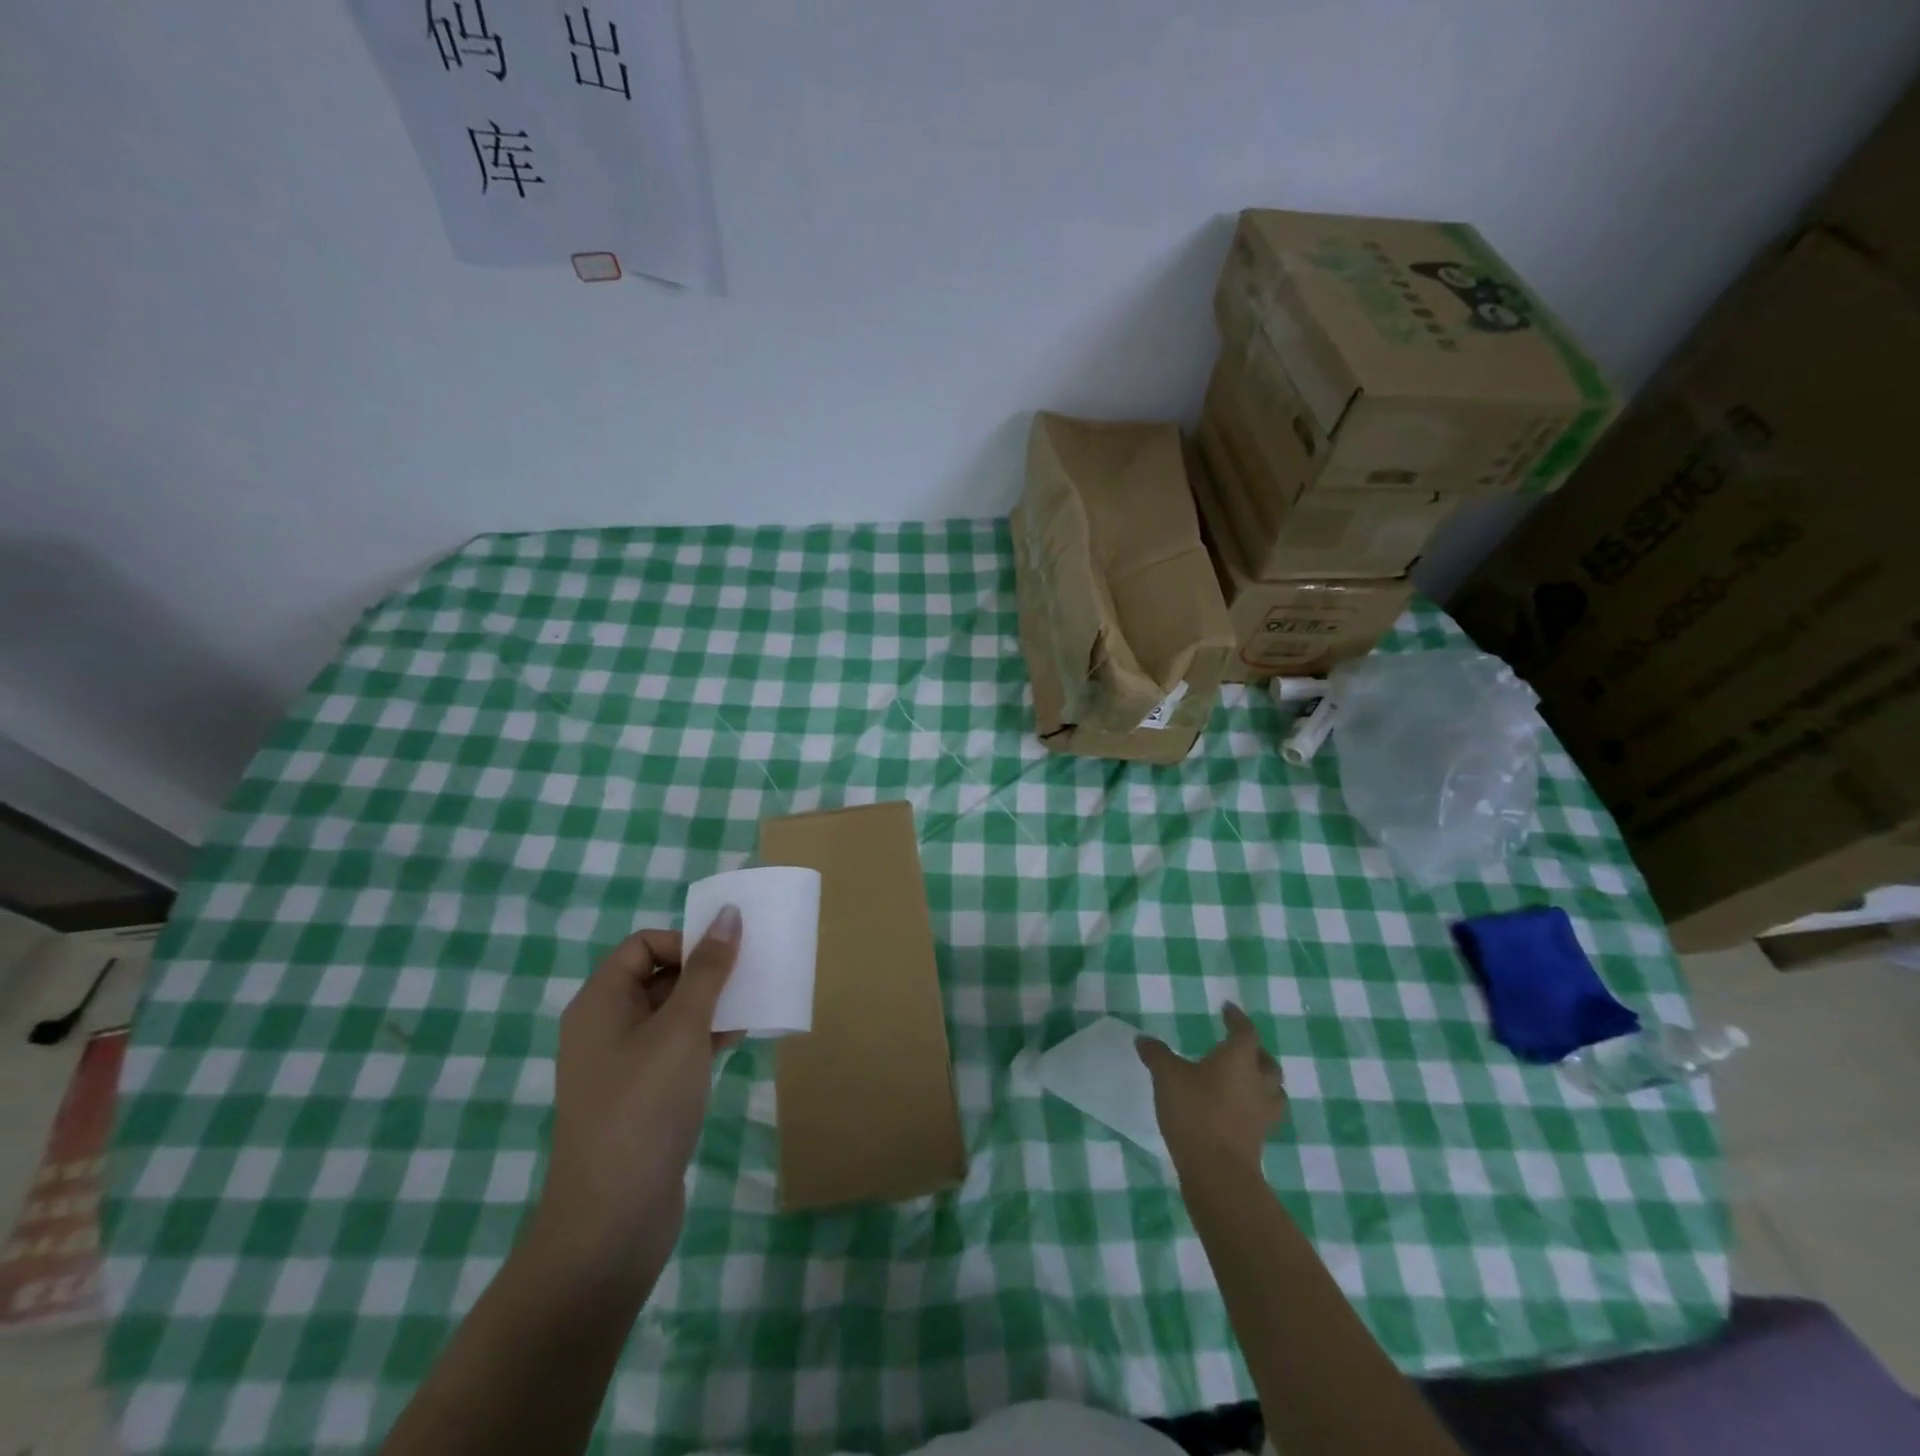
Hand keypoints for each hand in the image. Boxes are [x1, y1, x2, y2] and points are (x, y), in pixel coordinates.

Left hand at [533, 908, 742, 1280]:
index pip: (644, 945)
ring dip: (710, 1007)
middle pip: (659, 977)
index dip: (687, 943)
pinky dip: (704, 1039)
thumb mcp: (682, 1029)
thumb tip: (728, 914)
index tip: (727, 961)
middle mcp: (604, 1026)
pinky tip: (736, 1043)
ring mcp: (620, 1065)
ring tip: (750, 1010)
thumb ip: (708, 970)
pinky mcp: (639, 1096)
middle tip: (749, 979)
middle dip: (705, 974)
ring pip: (671, 1015)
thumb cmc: (644, 1107)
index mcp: (601, 1002)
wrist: (612, 1219)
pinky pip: (674, 1049)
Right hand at [1137, 1003, 1286, 1169]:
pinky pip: (1263, 1113)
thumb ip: (1156, 1054)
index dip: (1237, 1018)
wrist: (1218, 1172)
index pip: (1245, 1031)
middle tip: (1239, 1046)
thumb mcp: (1167, 1076)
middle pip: (1267, 1061)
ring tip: (1244, 1079)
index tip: (1228, 1009)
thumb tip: (1143, 1039)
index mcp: (1239, 1059)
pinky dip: (1254, 1105)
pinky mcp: (1259, 1138)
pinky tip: (1237, 1109)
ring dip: (1261, 1080)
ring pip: (1272, 1089)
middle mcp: (1257, 1082)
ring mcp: (1262, 1112)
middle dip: (1256, 1051)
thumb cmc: (1196, 1112)